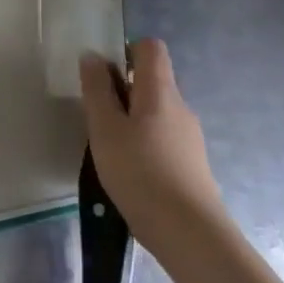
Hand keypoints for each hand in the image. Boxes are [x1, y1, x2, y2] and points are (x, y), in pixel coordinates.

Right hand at [81, 38, 226, 255]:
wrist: (190, 234)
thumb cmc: (140, 172)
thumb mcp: (105, 127)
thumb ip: (97, 89)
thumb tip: (93, 56)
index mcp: (160, 92)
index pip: (150, 48)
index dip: (125, 50)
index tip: (102, 72)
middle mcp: (180, 107)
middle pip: (151, 80)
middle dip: (120, 88)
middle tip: (95, 114)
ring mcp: (189, 137)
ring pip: (154, 111)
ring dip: (129, 117)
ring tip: (107, 145)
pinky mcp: (190, 163)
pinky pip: (161, 136)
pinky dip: (142, 141)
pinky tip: (127, 168)